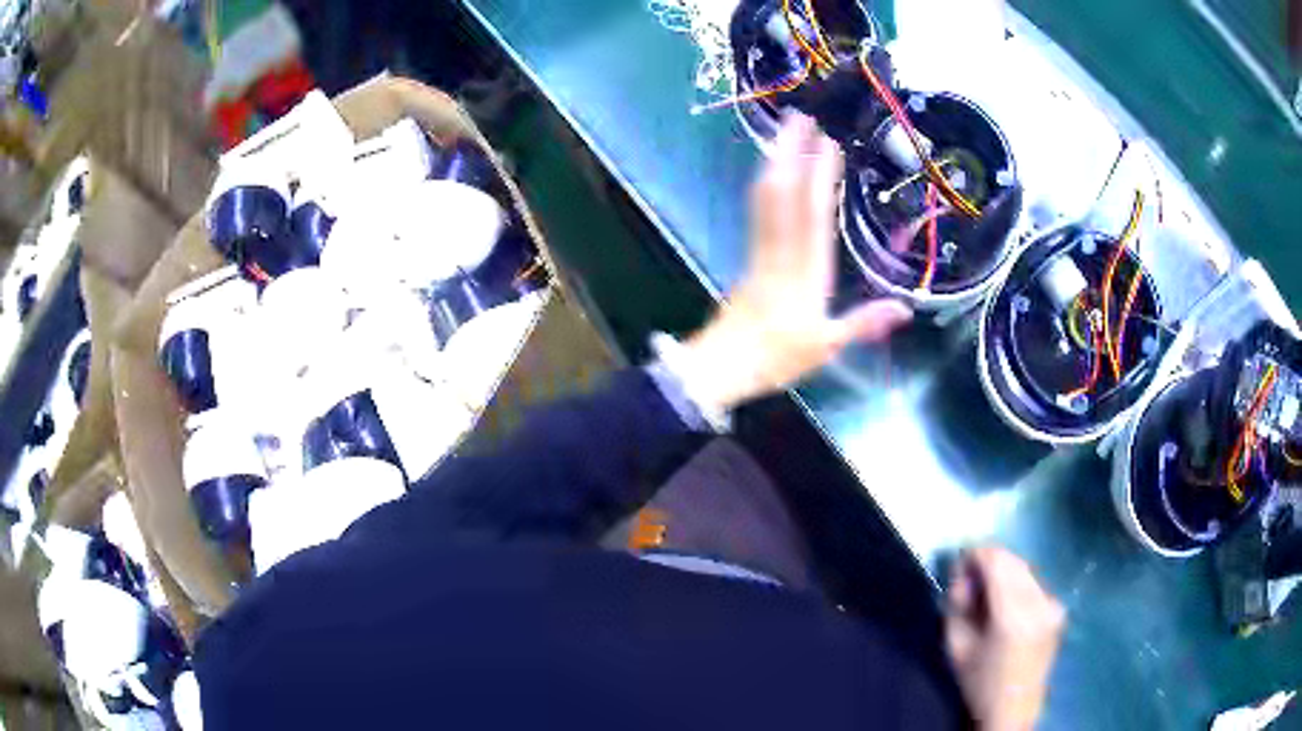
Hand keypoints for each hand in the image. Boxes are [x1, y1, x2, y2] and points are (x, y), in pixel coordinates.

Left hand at [679, 114, 911, 412]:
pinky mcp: (751, 252)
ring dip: (776, 158)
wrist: (724, 364)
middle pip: (782, 191)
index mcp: (803, 268)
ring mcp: (761, 247)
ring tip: (786, 129)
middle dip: (791, 150)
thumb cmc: (776, 356)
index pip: (812, 211)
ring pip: (766, 195)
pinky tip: (772, 169)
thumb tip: (907, 310)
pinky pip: (759, 208)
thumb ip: (864, 324)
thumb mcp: (825, 345)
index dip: (819, 174)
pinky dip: (767, 181)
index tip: (827, 142)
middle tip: (800, 115)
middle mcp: (780, 248)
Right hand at [946, 547, 1065, 730]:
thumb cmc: (979, 682)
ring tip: (986, 594)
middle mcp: (1039, 602)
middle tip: (969, 581)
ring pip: (1024, 569)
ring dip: (1003, 572)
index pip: (996, 561)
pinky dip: (1016, 584)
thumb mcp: (956, 647)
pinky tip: (1006, 605)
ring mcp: (1052, 604)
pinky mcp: (1058, 608)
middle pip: (1012, 560)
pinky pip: (1034, 583)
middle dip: (989, 562)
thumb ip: (957, 606)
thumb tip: (962, 576)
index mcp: (1012, 615)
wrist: (1013, 709)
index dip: (975, 554)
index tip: (959, 563)